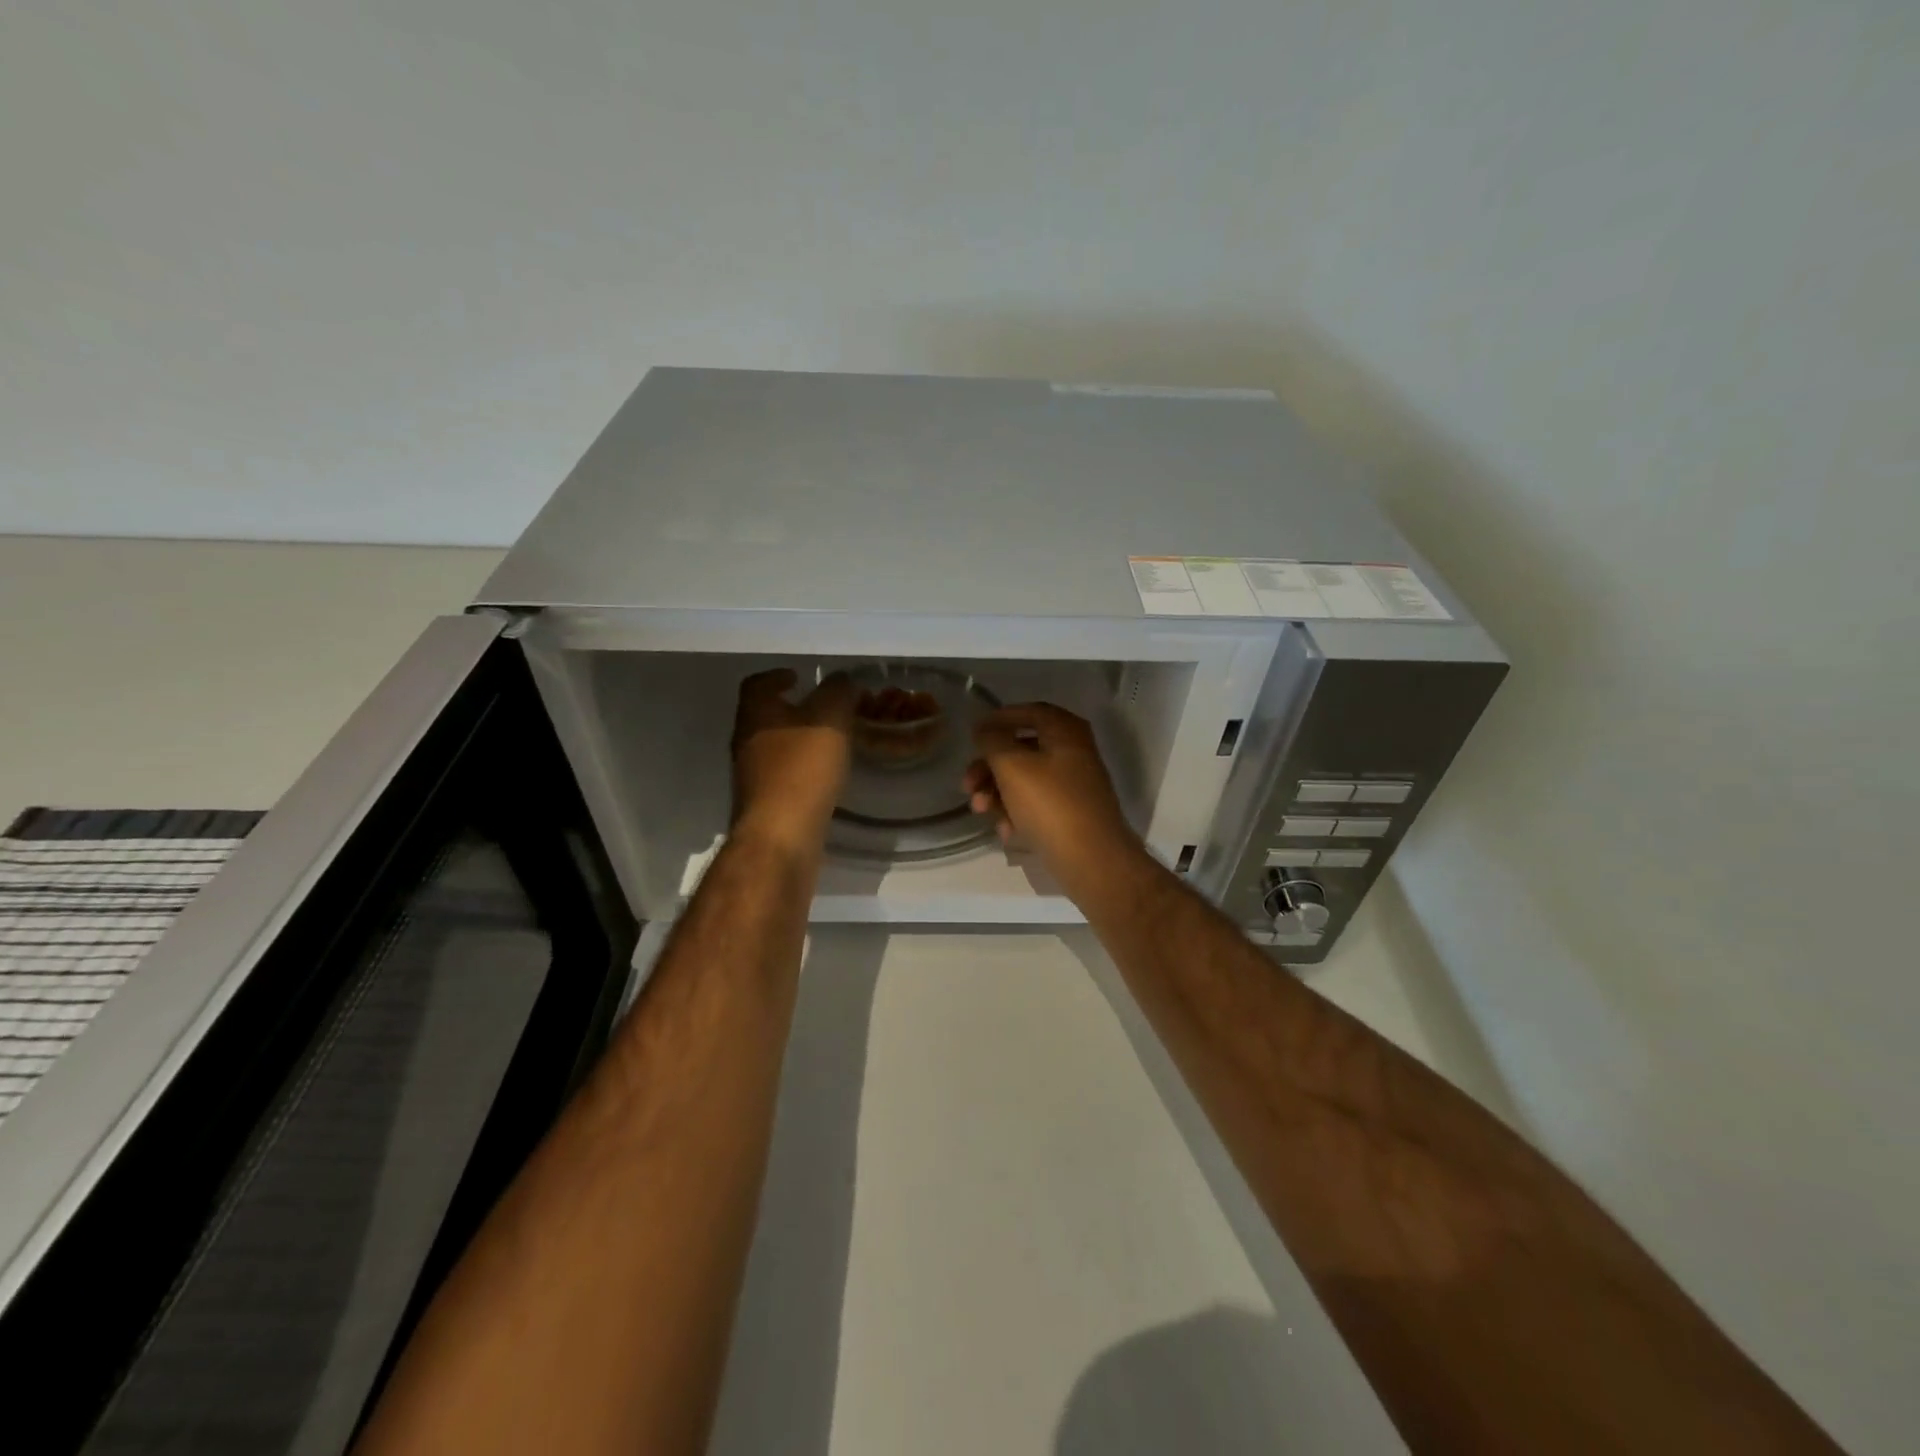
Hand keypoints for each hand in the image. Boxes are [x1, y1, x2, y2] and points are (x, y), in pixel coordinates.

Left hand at [731, 669, 855, 852]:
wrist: (781, 836)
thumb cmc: (802, 769)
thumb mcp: (829, 719)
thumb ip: (837, 692)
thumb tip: (840, 680)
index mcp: (756, 714)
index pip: (757, 684)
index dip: (777, 676)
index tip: (798, 676)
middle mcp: (745, 741)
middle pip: (763, 716)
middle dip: (790, 709)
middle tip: (822, 707)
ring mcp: (751, 775)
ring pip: (773, 746)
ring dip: (796, 740)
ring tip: (828, 741)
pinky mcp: (764, 803)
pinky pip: (782, 775)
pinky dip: (800, 768)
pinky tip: (823, 775)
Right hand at [964, 703, 1141, 900]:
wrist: (1092, 861)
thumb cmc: (1051, 805)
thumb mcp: (1013, 767)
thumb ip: (993, 741)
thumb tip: (984, 727)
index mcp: (1066, 732)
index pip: (1030, 712)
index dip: (1000, 719)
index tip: (973, 734)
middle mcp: (1073, 753)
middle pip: (1021, 750)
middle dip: (989, 767)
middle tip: (967, 785)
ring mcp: (1073, 786)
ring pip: (1025, 780)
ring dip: (997, 793)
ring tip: (981, 811)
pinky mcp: (1070, 815)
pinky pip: (1036, 805)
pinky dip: (1016, 813)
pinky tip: (1006, 832)